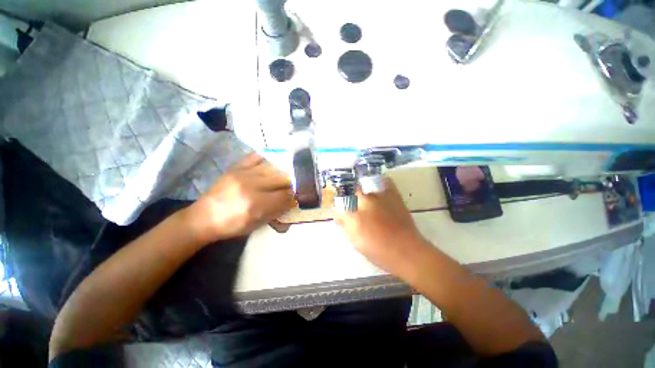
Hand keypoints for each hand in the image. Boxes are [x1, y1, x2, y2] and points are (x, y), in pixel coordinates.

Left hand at [184, 154, 294, 243]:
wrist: (203, 217)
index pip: (285, 195)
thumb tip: (292, 201)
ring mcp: (243, 173)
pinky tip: (274, 162)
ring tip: (286, 175)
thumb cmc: (231, 226)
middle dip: (291, 183)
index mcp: (256, 204)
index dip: (294, 196)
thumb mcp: (257, 225)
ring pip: (272, 167)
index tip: (297, 197)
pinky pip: (257, 157)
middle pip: (281, 178)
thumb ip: (276, 211)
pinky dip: (268, 158)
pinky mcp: (236, 167)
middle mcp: (251, 186)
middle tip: (293, 186)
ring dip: (283, 172)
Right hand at [334, 178, 431, 278]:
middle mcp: (364, 203)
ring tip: (367, 205)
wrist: (407, 251)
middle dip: (349, 201)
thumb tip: (338, 217)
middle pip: (350, 194)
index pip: (338, 206)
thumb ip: (344, 227)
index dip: (337, 208)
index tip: (339, 212)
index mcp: (354, 217)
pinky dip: (380, 183)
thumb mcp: (356, 243)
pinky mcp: (392, 195)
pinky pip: (384, 182)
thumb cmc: (379, 251)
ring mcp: (379, 197)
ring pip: (364, 190)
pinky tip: (378, 190)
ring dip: (362, 196)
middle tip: (353, 209)